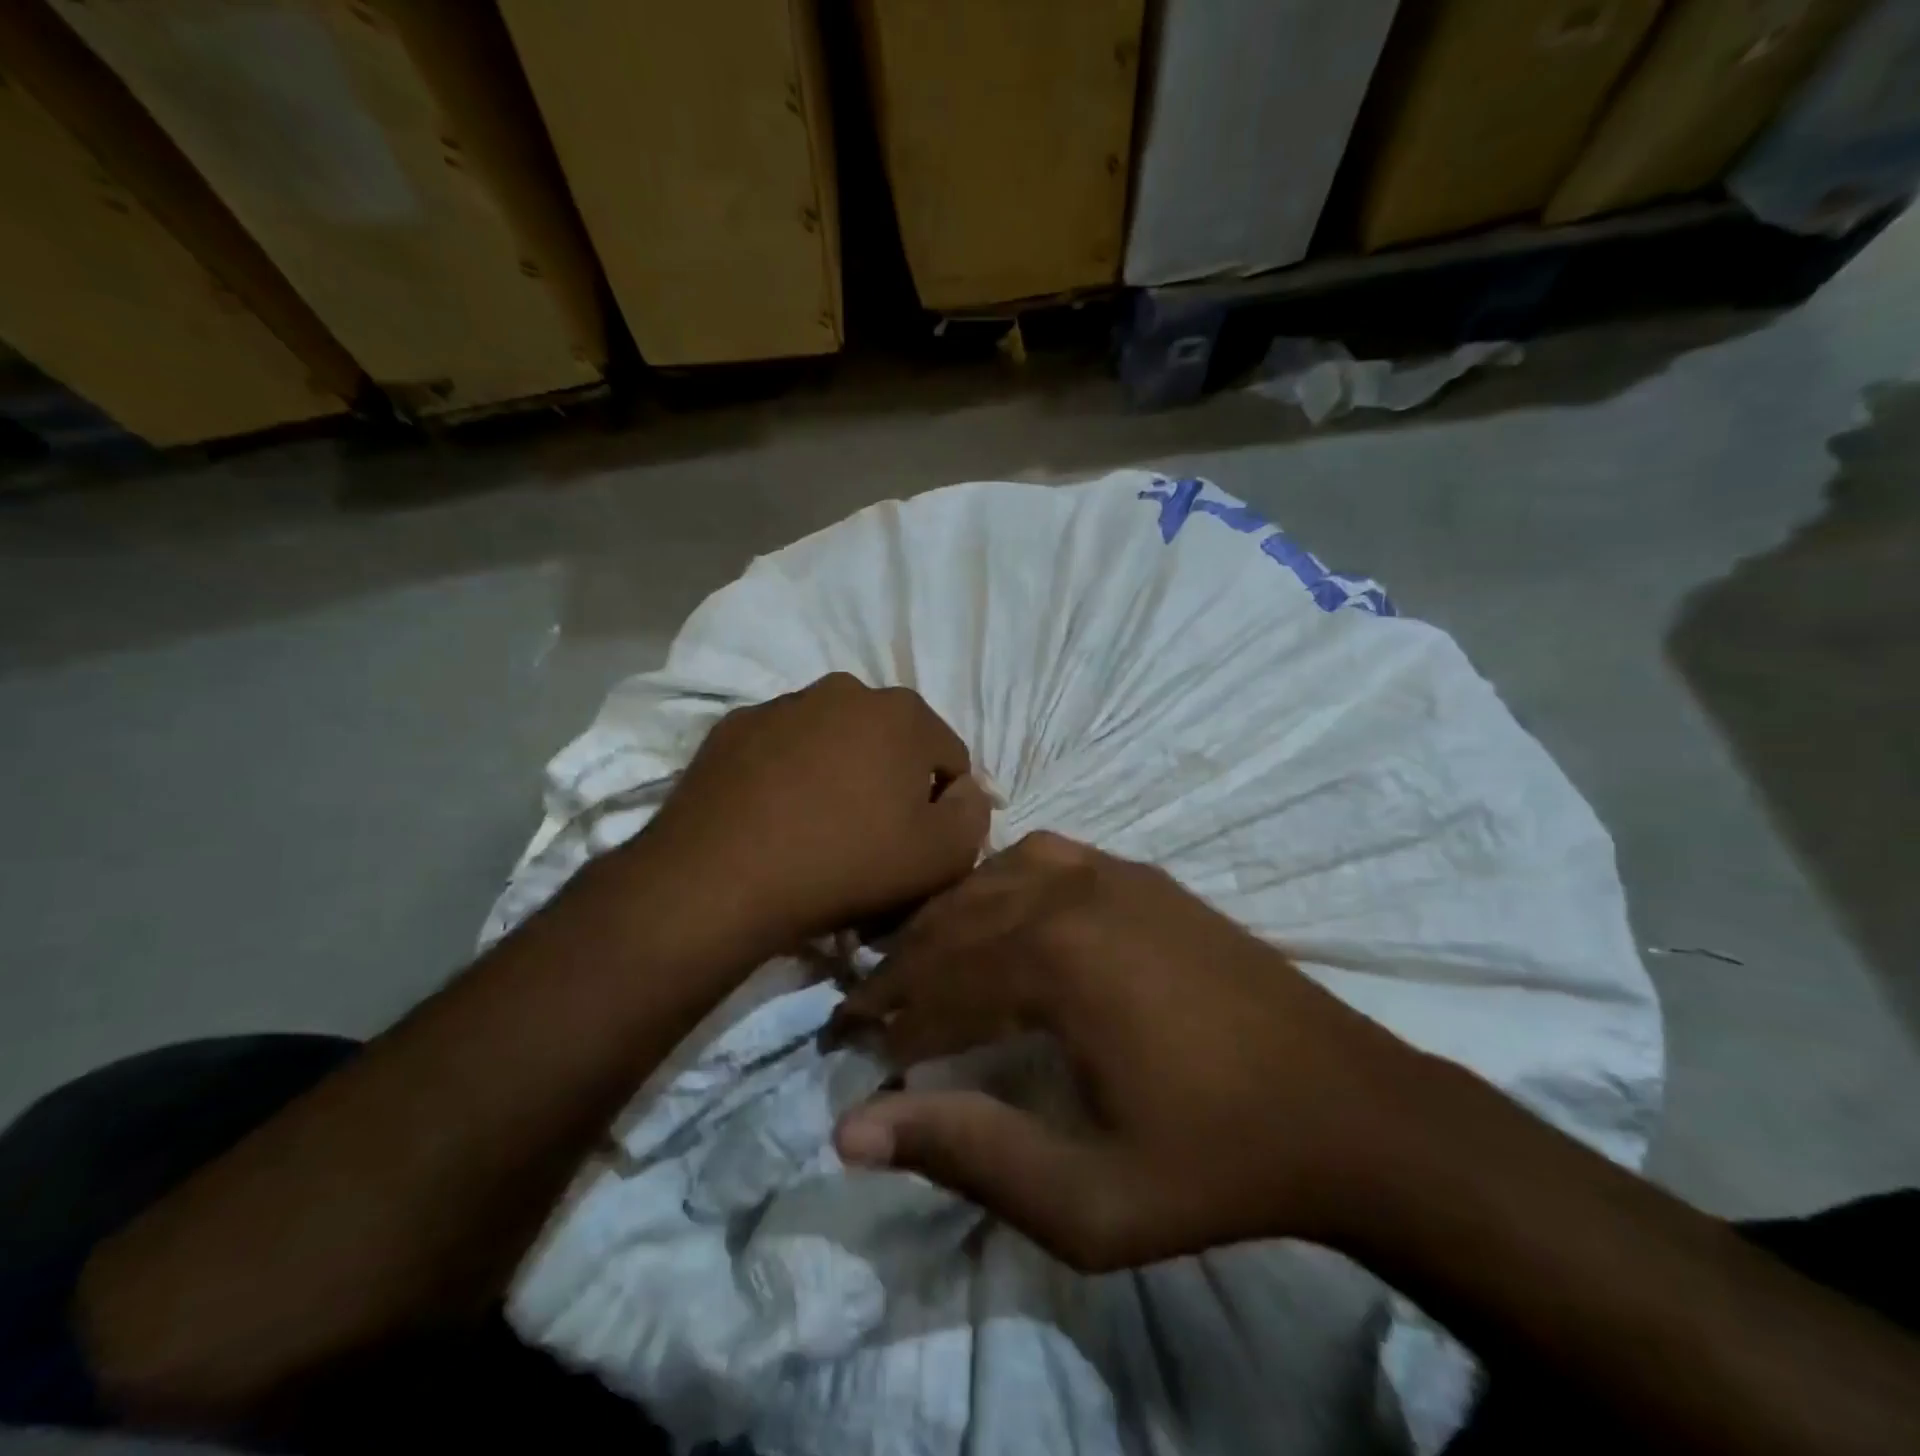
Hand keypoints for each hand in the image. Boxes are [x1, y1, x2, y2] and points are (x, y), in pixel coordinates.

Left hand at [641, 673, 991, 953]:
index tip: (917, 844)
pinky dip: (789, 775)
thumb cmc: (847, 862)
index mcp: (903, 712)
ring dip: (838, 774)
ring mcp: (782, 704)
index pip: (949, 758)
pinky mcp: (732, 728)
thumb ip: (974, 815)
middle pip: (889, 742)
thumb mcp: (942, 856)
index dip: (943, 806)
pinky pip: (782, 751)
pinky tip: (774, 818)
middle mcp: (844, 690)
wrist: (721, 878)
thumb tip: (965, 792)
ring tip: (817, 828)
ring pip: (833, 741)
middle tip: (870, 836)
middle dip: (890, 781)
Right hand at [827, 832, 1437, 1270]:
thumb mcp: (1088, 1200)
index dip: (883, 1022)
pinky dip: (1000, 880)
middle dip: (900, 967)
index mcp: (1053, 962)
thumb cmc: (1215, 1162)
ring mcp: (1110, 873)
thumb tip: (851, 1128)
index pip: (934, 985)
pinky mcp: (1140, 874)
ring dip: (945, 920)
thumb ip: (968, 1155)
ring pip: (992, 879)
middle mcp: (1070, 894)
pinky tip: (997, 911)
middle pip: (954, 922)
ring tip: (918, 963)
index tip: (847, 1048)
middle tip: (864, 1008)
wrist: (1348, 1107)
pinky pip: (1044, 856)